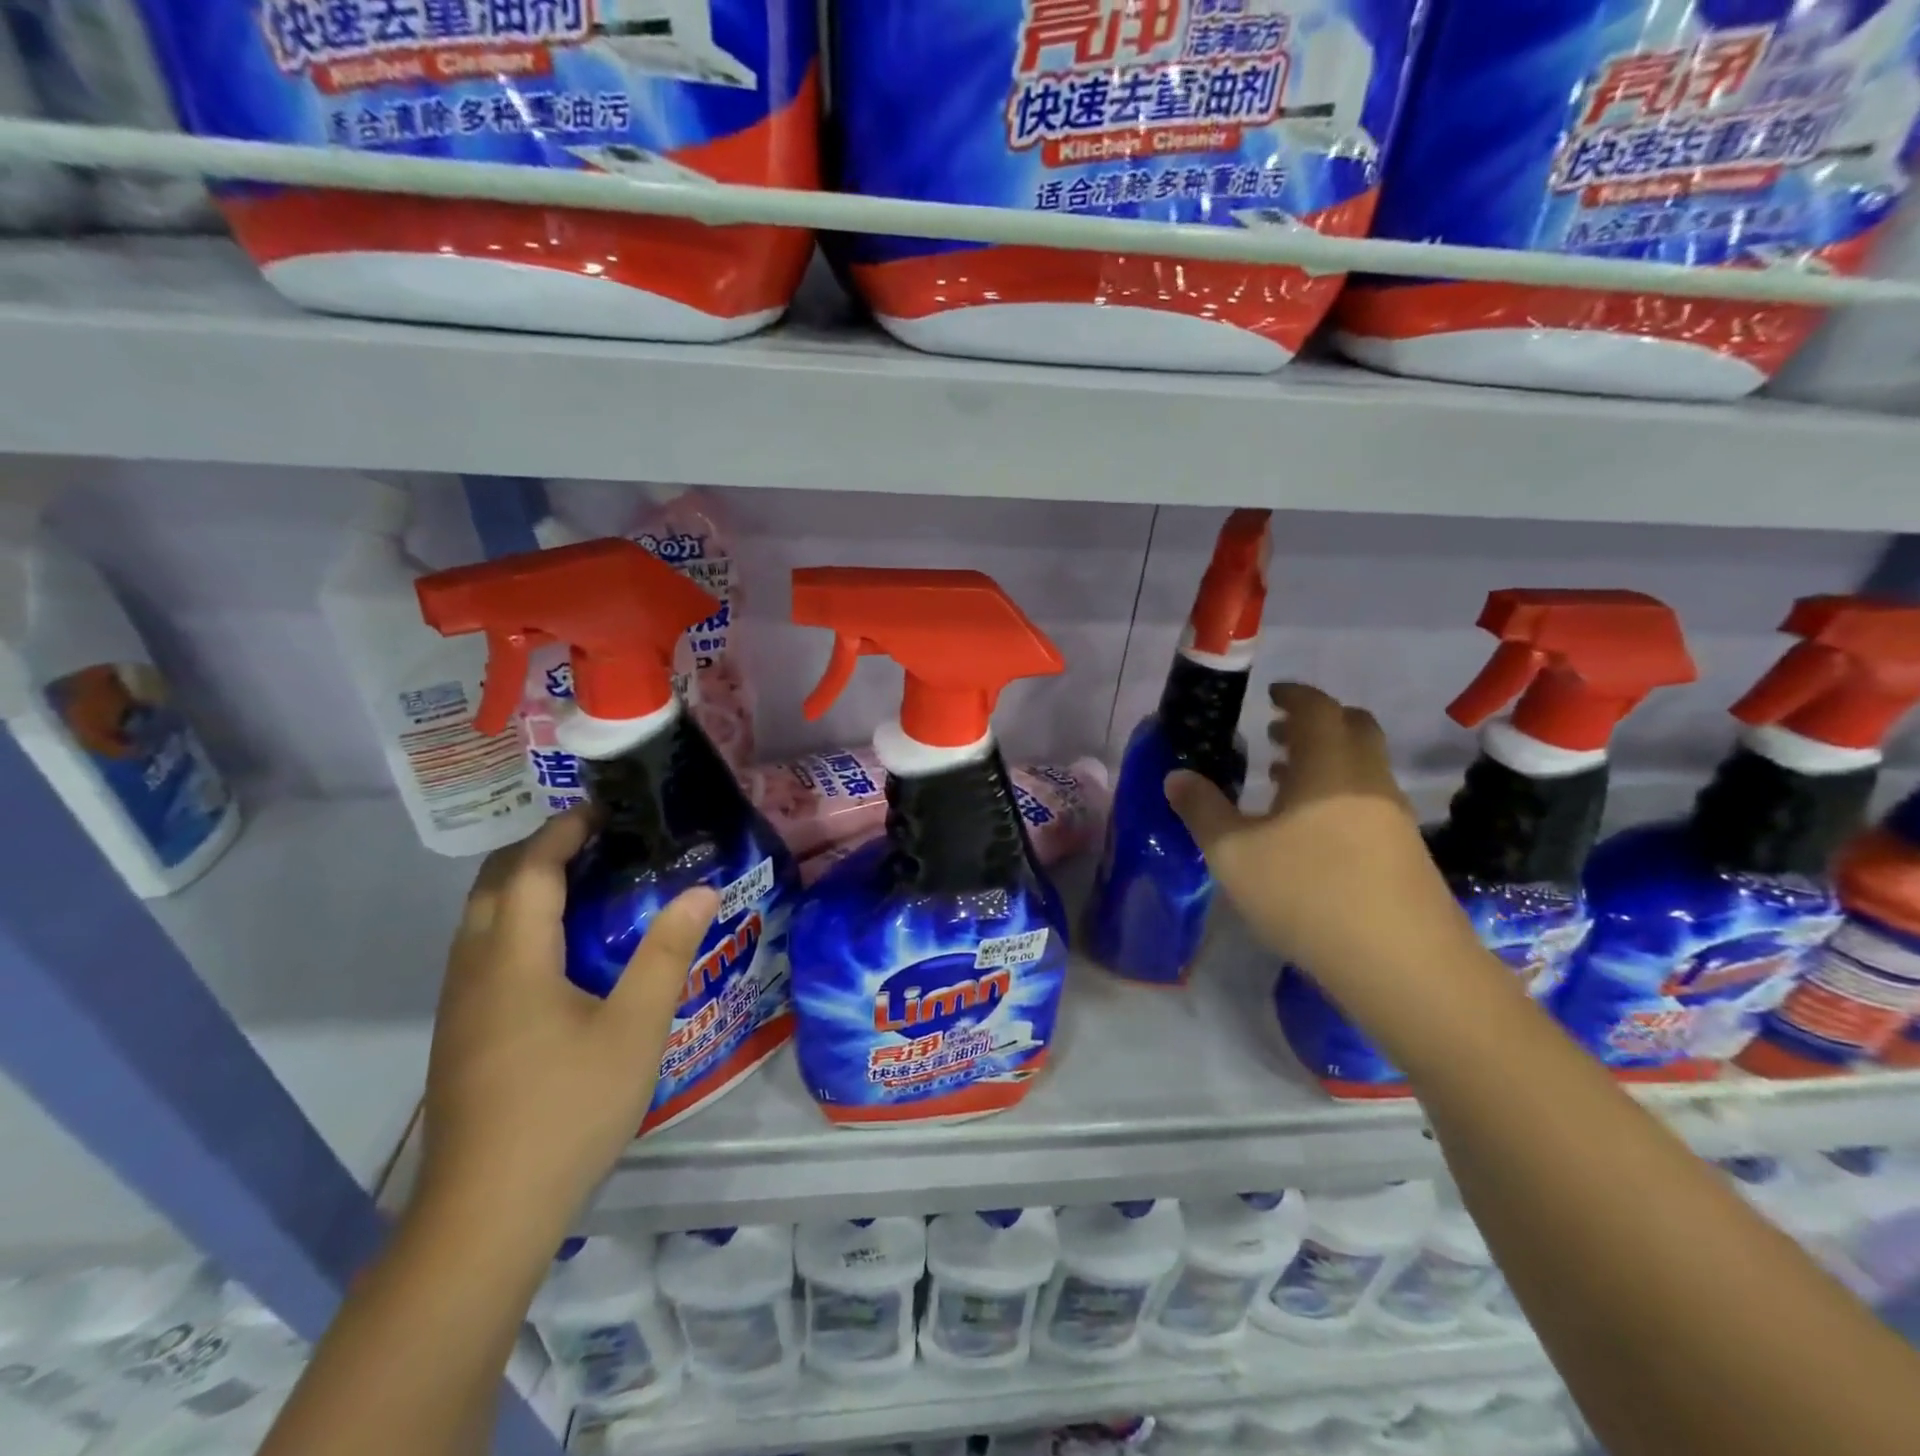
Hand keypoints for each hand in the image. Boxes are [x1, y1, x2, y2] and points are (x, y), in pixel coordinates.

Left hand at [416, 810, 717, 1245]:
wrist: (485, 1215)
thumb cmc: (568, 1109)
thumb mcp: (636, 1028)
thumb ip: (667, 953)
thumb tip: (701, 890)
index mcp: (512, 960)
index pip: (530, 870)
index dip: (563, 832)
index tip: (603, 810)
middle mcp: (473, 971)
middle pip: (493, 886)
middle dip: (537, 851)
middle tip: (596, 840)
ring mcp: (460, 1007)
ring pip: (481, 921)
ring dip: (523, 887)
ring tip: (582, 883)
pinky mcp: (460, 1036)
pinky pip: (482, 953)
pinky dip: (515, 924)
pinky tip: (557, 951)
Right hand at [1165, 683, 1475, 999]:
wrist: (1402, 964)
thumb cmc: (1308, 893)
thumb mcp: (1233, 854)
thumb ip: (1202, 810)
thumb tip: (1176, 776)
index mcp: (1329, 765)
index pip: (1317, 707)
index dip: (1294, 694)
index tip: (1271, 695)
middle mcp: (1368, 778)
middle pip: (1352, 727)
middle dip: (1315, 722)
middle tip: (1277, 733)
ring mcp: (1393, 815)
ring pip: (1363, 765)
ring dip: (1326, 759)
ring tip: (1283, 779)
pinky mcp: (1406, 850)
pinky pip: (1368, 798)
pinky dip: (1338, 793)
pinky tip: (1310, 830)